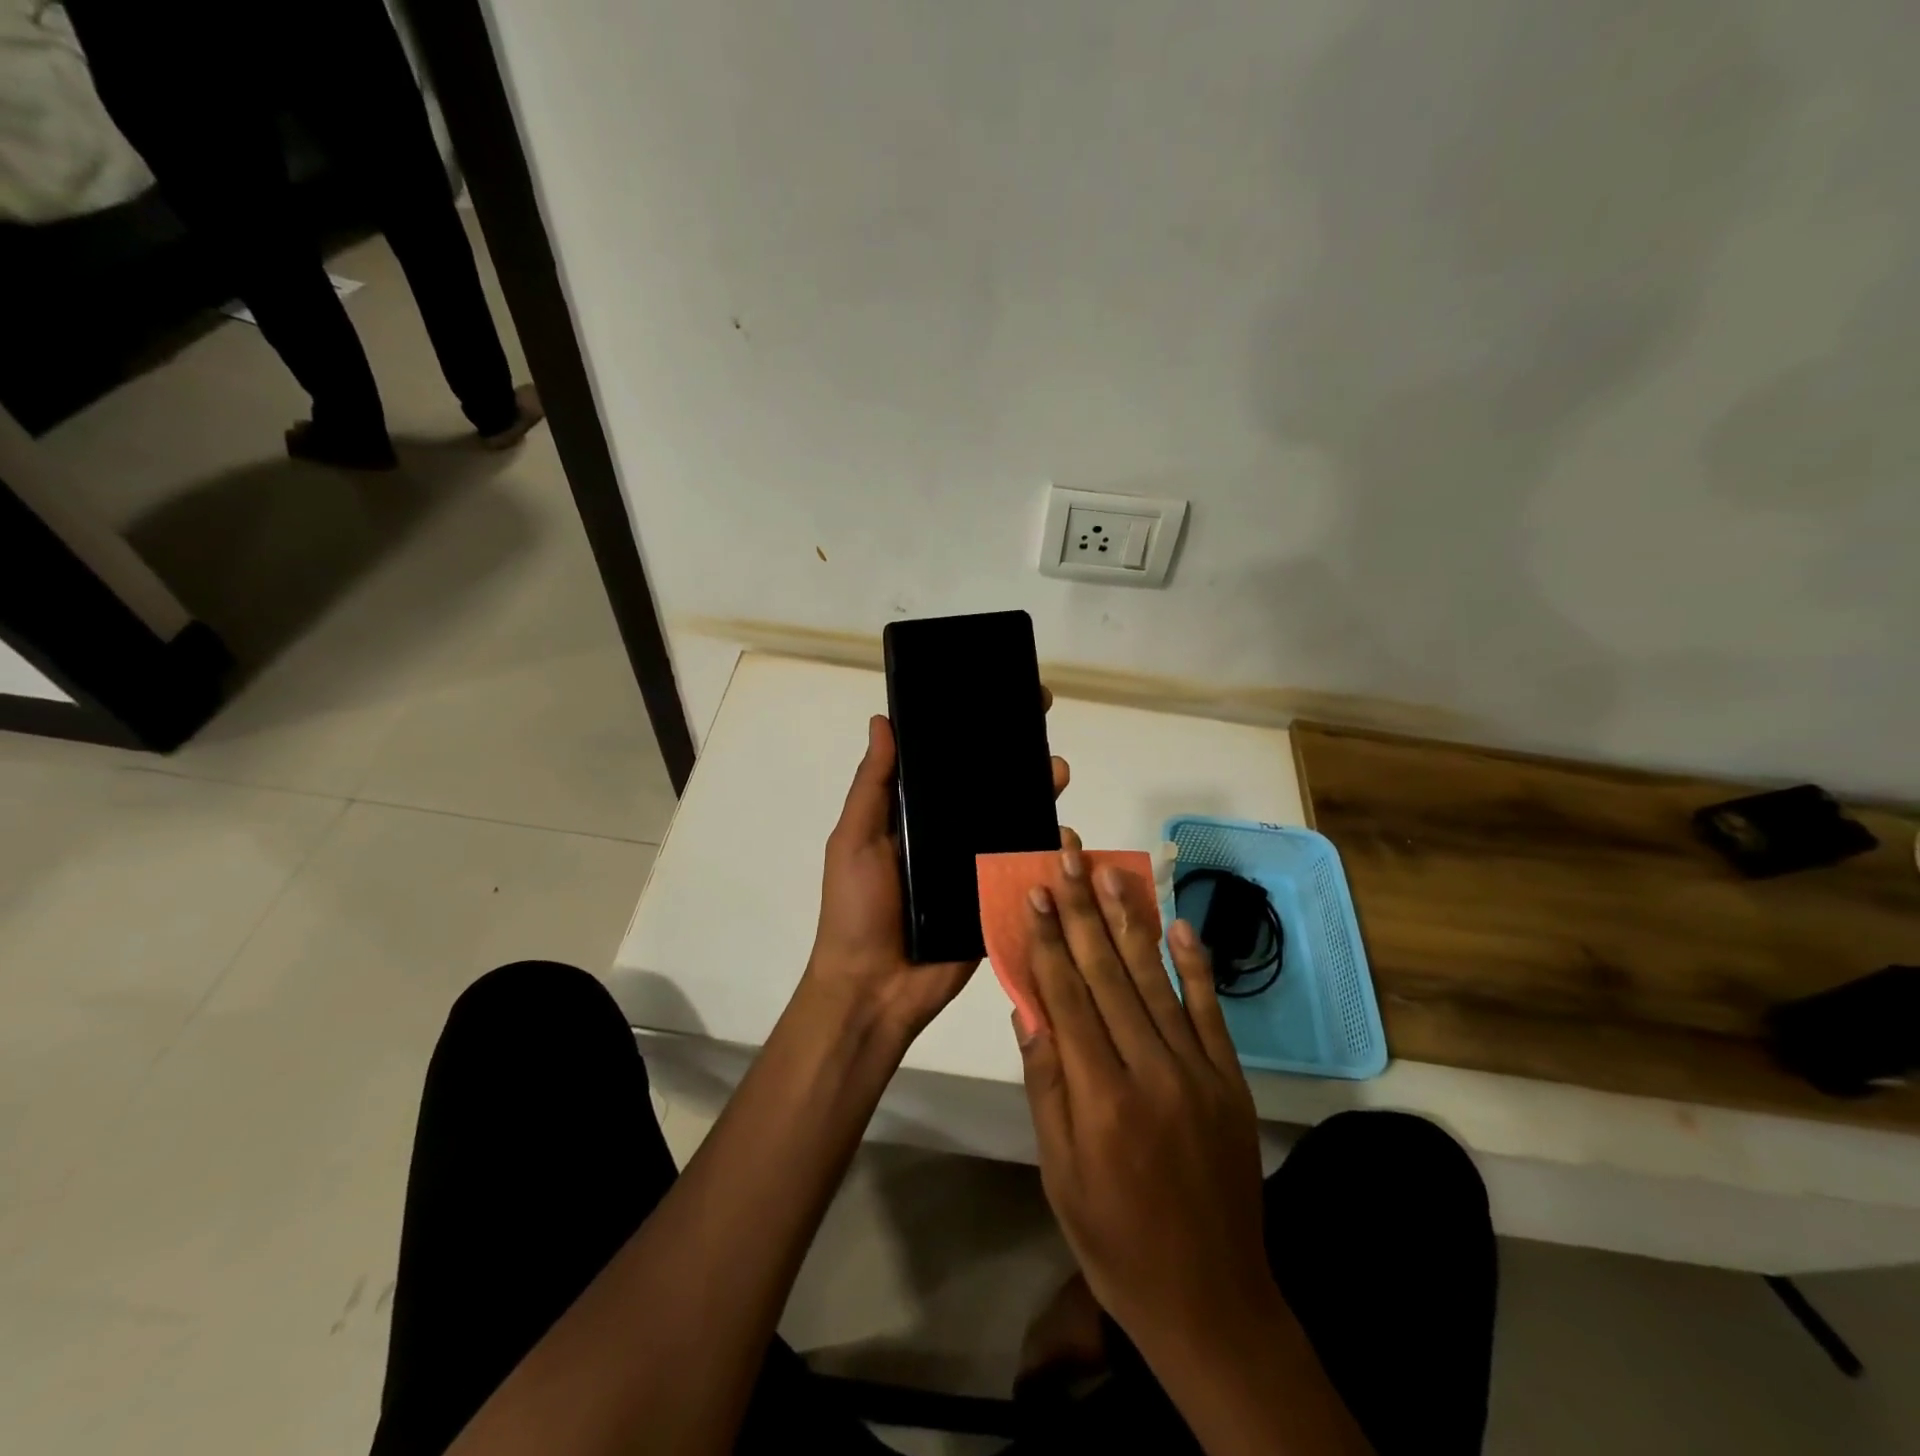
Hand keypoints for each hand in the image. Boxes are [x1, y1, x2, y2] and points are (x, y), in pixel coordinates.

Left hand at [804, 706, 1069, 1040]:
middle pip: (989, 785)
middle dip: (1014, 752)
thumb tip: (883, 721)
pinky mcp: (997, 898)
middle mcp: (949, 833)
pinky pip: (1027, 867)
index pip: (947, 762)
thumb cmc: (857, 910)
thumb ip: (873, 786)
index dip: (970, 729)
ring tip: (1055, 769)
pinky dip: (1048, 847)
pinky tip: (1064, 828)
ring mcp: (976, 865)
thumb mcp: (855, 840)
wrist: (875, 990)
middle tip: (1039, 719)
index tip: (993, 695)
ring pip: (1014, 820)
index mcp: (914, 815)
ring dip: (1037, 792)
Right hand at [1014, 839, 1277, 1358]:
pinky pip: (1210, 1011)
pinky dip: (1195, 964)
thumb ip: (1046, 1085)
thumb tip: (1028, 1010)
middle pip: (1109, 973)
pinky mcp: (1231, 1079)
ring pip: (1156, 979)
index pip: (1067, 997)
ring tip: (1111, 870)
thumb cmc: (1115, 1241)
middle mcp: (1151, 1070)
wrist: (1212, 1299)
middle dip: (1082, 909)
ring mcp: (1198, 1071)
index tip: (1035, 890)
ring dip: (1131, 919)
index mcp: (1100, 1097)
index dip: (1048, 939)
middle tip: (1069, 856)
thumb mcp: (1060, 1172)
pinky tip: (1178, 923)